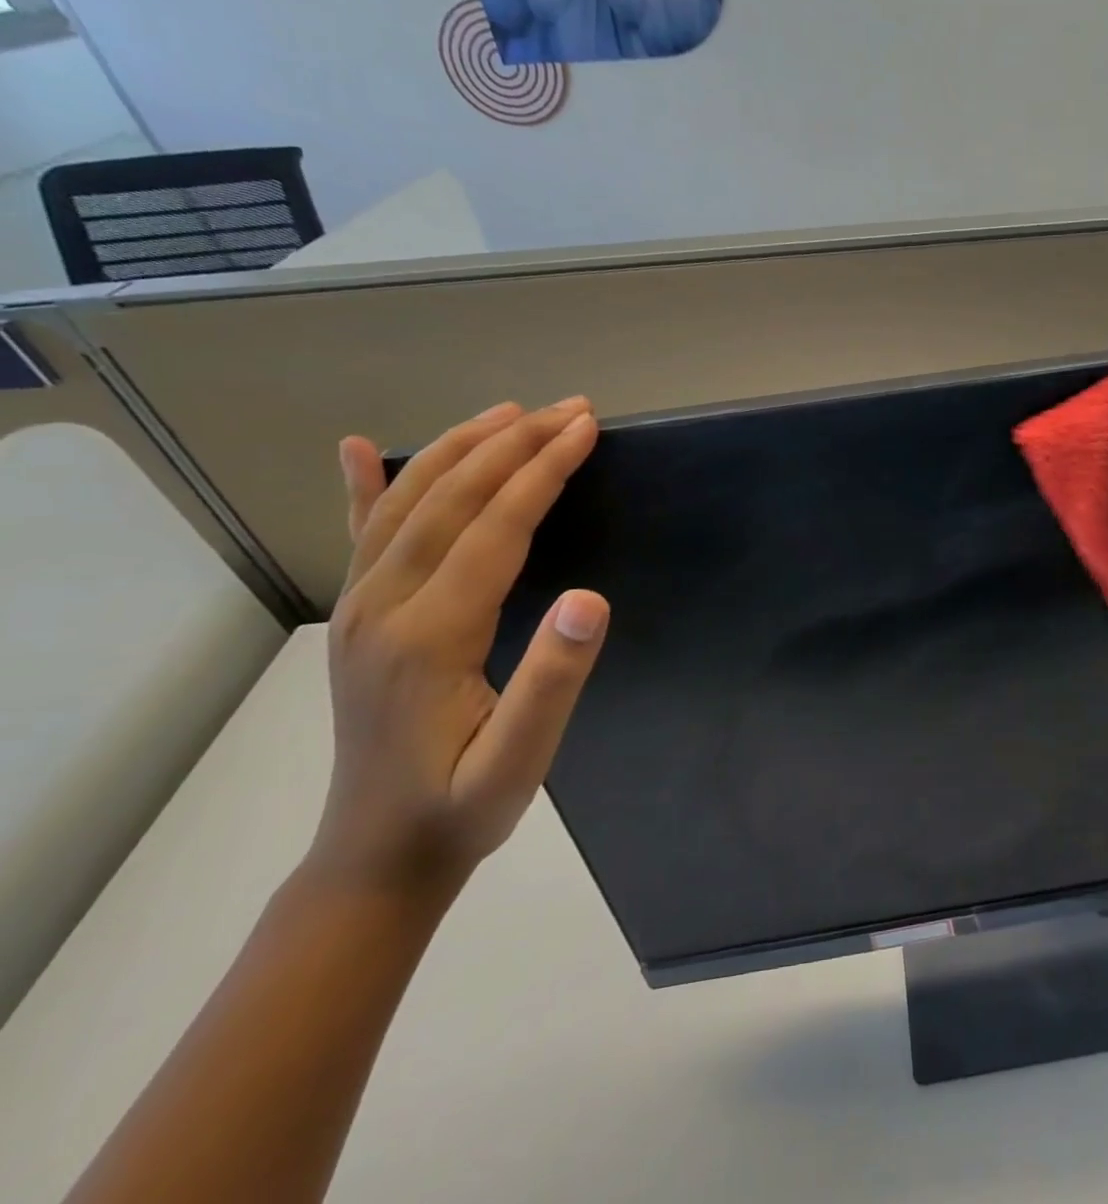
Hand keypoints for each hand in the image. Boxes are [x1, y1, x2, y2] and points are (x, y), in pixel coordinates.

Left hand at [315, 399, 608, 897]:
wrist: (377, 856)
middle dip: (513, 444)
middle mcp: (384, 606)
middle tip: (570, 409)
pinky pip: (360, 536)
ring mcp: (360, 608)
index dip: (543, 471)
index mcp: (430, 634)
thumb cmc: (462, 807)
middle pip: (450, 499)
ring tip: (512, 412)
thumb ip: (554, 678)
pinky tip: (359, 449)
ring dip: (462, 448)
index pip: (495, 527)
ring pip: (408, 504)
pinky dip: (364, 484)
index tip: (586, 429)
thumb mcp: (521, 759)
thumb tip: (592, 598)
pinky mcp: (357, 618)